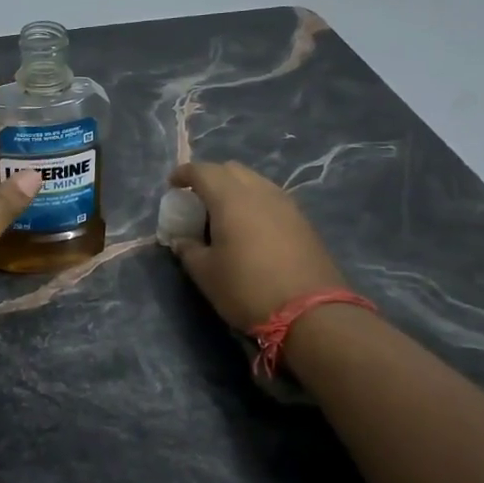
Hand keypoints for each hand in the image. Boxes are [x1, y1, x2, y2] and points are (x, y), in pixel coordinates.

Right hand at [167, 161, 347, 331]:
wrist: (310, 312)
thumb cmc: (247, 289)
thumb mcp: (206, 274)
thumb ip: (189, 250)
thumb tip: (182, 240)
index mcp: (231, 199)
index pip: (203, 171)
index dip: (184, 173)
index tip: (173, 185)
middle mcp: (260, 192)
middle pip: (231, 170)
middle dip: (210, 177)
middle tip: (197, 199)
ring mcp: (286, 204)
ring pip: (255, 181)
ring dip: (235, 188)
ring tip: (224, 213)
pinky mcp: (303, 221)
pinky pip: (271, 198)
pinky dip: (254, 202)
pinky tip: (249, 226)